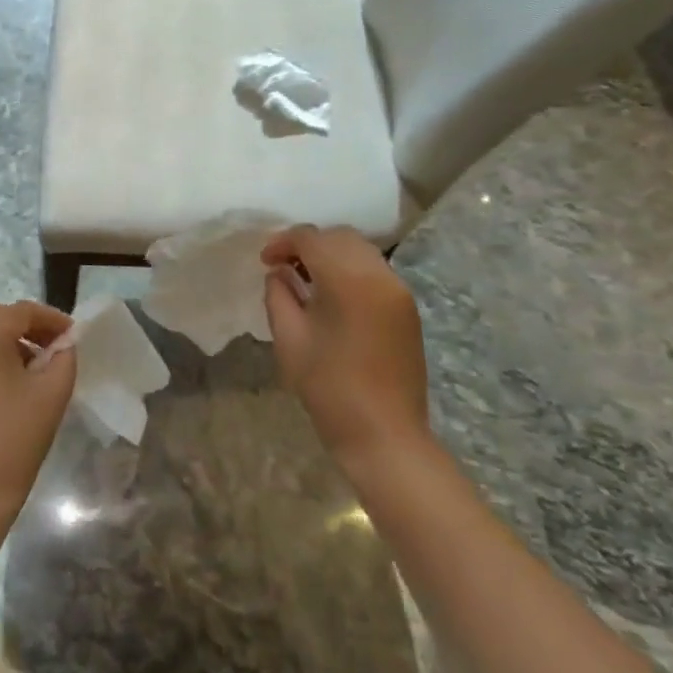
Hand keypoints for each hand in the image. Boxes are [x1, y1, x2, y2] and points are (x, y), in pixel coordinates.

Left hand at [0, 301, 75, 523]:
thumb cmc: (15, 437)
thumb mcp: (52, 393)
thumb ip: (63, 358)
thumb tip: (63, 345)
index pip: (22, 311)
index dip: (52, 319)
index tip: (74, 335)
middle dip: (29, 327)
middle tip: (55, 346)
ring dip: (9, 344)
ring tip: (35, 368)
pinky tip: (9, 390)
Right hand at [262, 225, 428, 466]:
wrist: (385, 436)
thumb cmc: (330, 389)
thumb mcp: (289, 339)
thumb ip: (279, 295)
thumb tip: (280, 274)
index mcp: (349, 281)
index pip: (312, 239)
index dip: (283, 243)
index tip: (265, 262)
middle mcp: (379, 275)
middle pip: (340, 237)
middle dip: (308, 244)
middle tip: (283, 267)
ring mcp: (398, 290)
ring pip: (360, 250)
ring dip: (331, 254)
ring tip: (306, 279)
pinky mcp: (407, 307)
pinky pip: (374, 270)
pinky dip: (350, 269)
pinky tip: (332, 295)